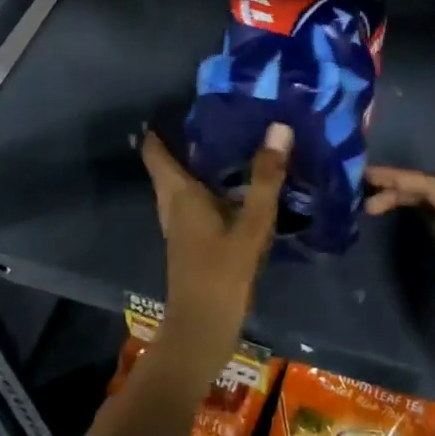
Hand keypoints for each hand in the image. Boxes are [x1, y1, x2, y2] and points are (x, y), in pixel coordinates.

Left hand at [140, 124, 288, 363]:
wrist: (201, 334)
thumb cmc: (220, 275)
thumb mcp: (250, 225)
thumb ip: (266, 178)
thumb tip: (279, 127)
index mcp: (178, 194)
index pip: (156, 150)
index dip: (160, 126)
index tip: (181, 101)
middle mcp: (173, 205)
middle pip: (169, 164)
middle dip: (186, 139)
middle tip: (218, 113)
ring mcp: (181, 226)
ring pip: (183, 184)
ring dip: (199, 163)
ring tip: (231, 140)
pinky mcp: (193, 241)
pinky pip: (196, 201)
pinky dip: (209, 185)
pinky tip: (237, 185)